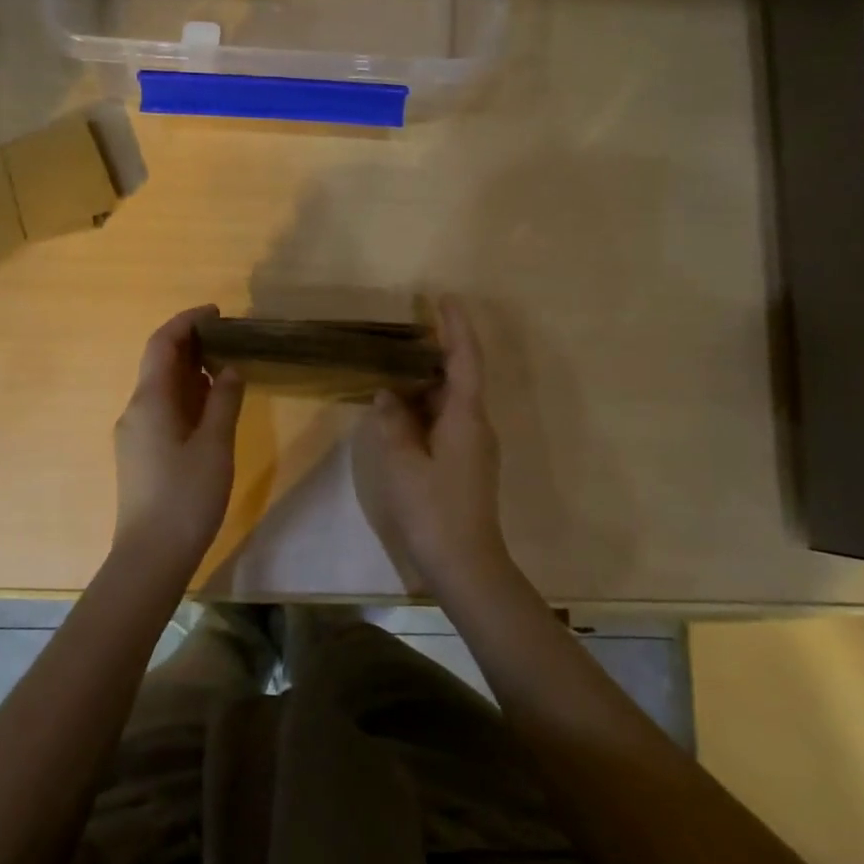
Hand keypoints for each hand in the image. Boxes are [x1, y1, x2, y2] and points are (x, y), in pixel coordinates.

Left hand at [112, 305, 245, 565]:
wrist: (151, 556)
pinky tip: (210, 406)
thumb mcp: (215, 445)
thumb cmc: (186, 497)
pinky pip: (162, 410)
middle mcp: (135, 410)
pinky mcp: (140, 455)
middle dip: (191, 344)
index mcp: (149, 401)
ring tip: (226, 366)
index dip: (187, 321)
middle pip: (159, 363)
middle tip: (229, 338)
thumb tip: (230, 369)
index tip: (218, 312)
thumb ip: (224, 401)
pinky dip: (185, 397)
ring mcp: (135, 434)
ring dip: (189, 372)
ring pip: (161, 389)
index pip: (162, 344)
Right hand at [352, 298, 509, 590]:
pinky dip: (426, 406)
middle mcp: (476, 424)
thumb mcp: (402, 463)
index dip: (456, 327)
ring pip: (452, 400)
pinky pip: (446, 420)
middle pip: (461, 376)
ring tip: (398, 364)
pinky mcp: (465, 463)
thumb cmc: (433, 509)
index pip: (465, 359)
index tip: (444, 299)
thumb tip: (387, 394)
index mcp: (466, 416)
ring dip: (429, 380)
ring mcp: (473, 445)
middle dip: (439, 349)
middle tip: (409, 330)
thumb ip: (392, 423)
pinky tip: (402, 409)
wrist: (466, 564)